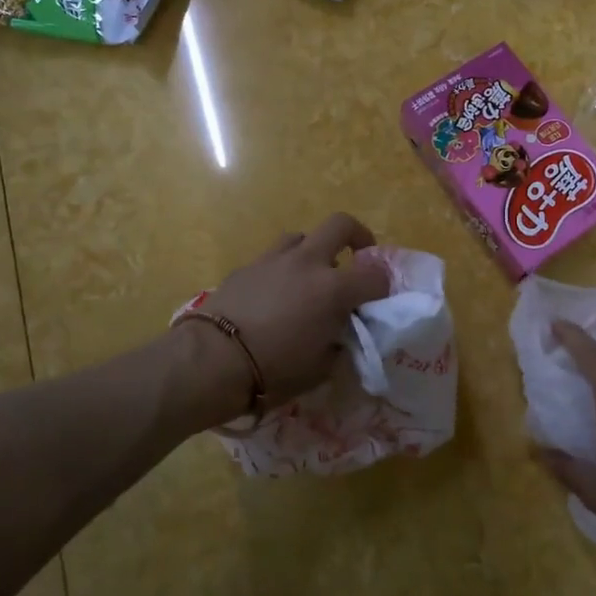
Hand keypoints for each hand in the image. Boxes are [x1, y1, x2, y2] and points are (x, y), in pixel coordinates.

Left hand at [191, 213, 391, 411]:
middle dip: (357, 236)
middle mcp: (307, 263)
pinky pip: (274, 258)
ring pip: (302, 237)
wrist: (212, 360)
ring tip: (311, 277)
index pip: (375, 276)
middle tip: (358, 256)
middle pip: (341, 225)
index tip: (379, 300)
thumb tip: (341, 331)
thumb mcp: (321, 367)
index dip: (383, 288)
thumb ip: (339, 341)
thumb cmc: (274, 370)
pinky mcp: (247, 266)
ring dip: (314, 251)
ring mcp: (274, 260)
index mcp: (333, 289)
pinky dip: (283, 269)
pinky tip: (276, 294)